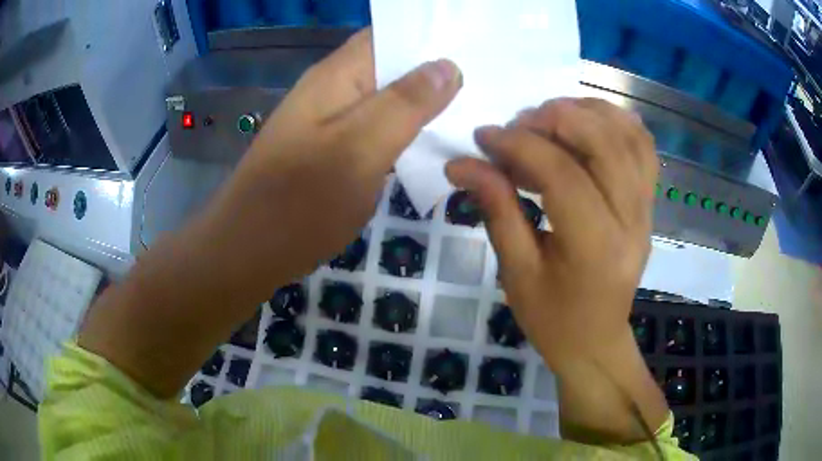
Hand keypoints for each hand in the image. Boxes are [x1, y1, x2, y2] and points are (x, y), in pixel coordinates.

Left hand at [78, 29, 461, 397]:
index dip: (430, 36)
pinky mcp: (333, 151)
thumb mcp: (359, 150)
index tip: (475, 46)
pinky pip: (377, 128)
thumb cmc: (299, 203)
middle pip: (391, 65)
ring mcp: (331, 122)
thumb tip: (448, 67)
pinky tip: (435, 140)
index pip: (389, 35)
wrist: (249, 251)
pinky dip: (407, 130)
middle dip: (436, 70)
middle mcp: (333, 90)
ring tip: (474, 107)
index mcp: (337, 76)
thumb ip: (404, 104)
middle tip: (487, 81)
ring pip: (387, 98)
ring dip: (425, 101)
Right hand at [445, 98, 665, 442]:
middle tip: (519, 124)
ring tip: (549, 117)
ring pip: (629, 137)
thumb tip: (462, 164)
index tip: (483, 137)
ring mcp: (646, 209)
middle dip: (556, 119)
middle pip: (605, 143)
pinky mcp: (649, 203)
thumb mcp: (516, 272)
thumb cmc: (553, 318)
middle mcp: (630, 221)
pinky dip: (617, 121)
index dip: (519, 146)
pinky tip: (587, 121)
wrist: (596, 341)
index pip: (562, 175)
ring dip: (587, 112)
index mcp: (595, 248)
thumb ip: (497, 209)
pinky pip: (643, 147)